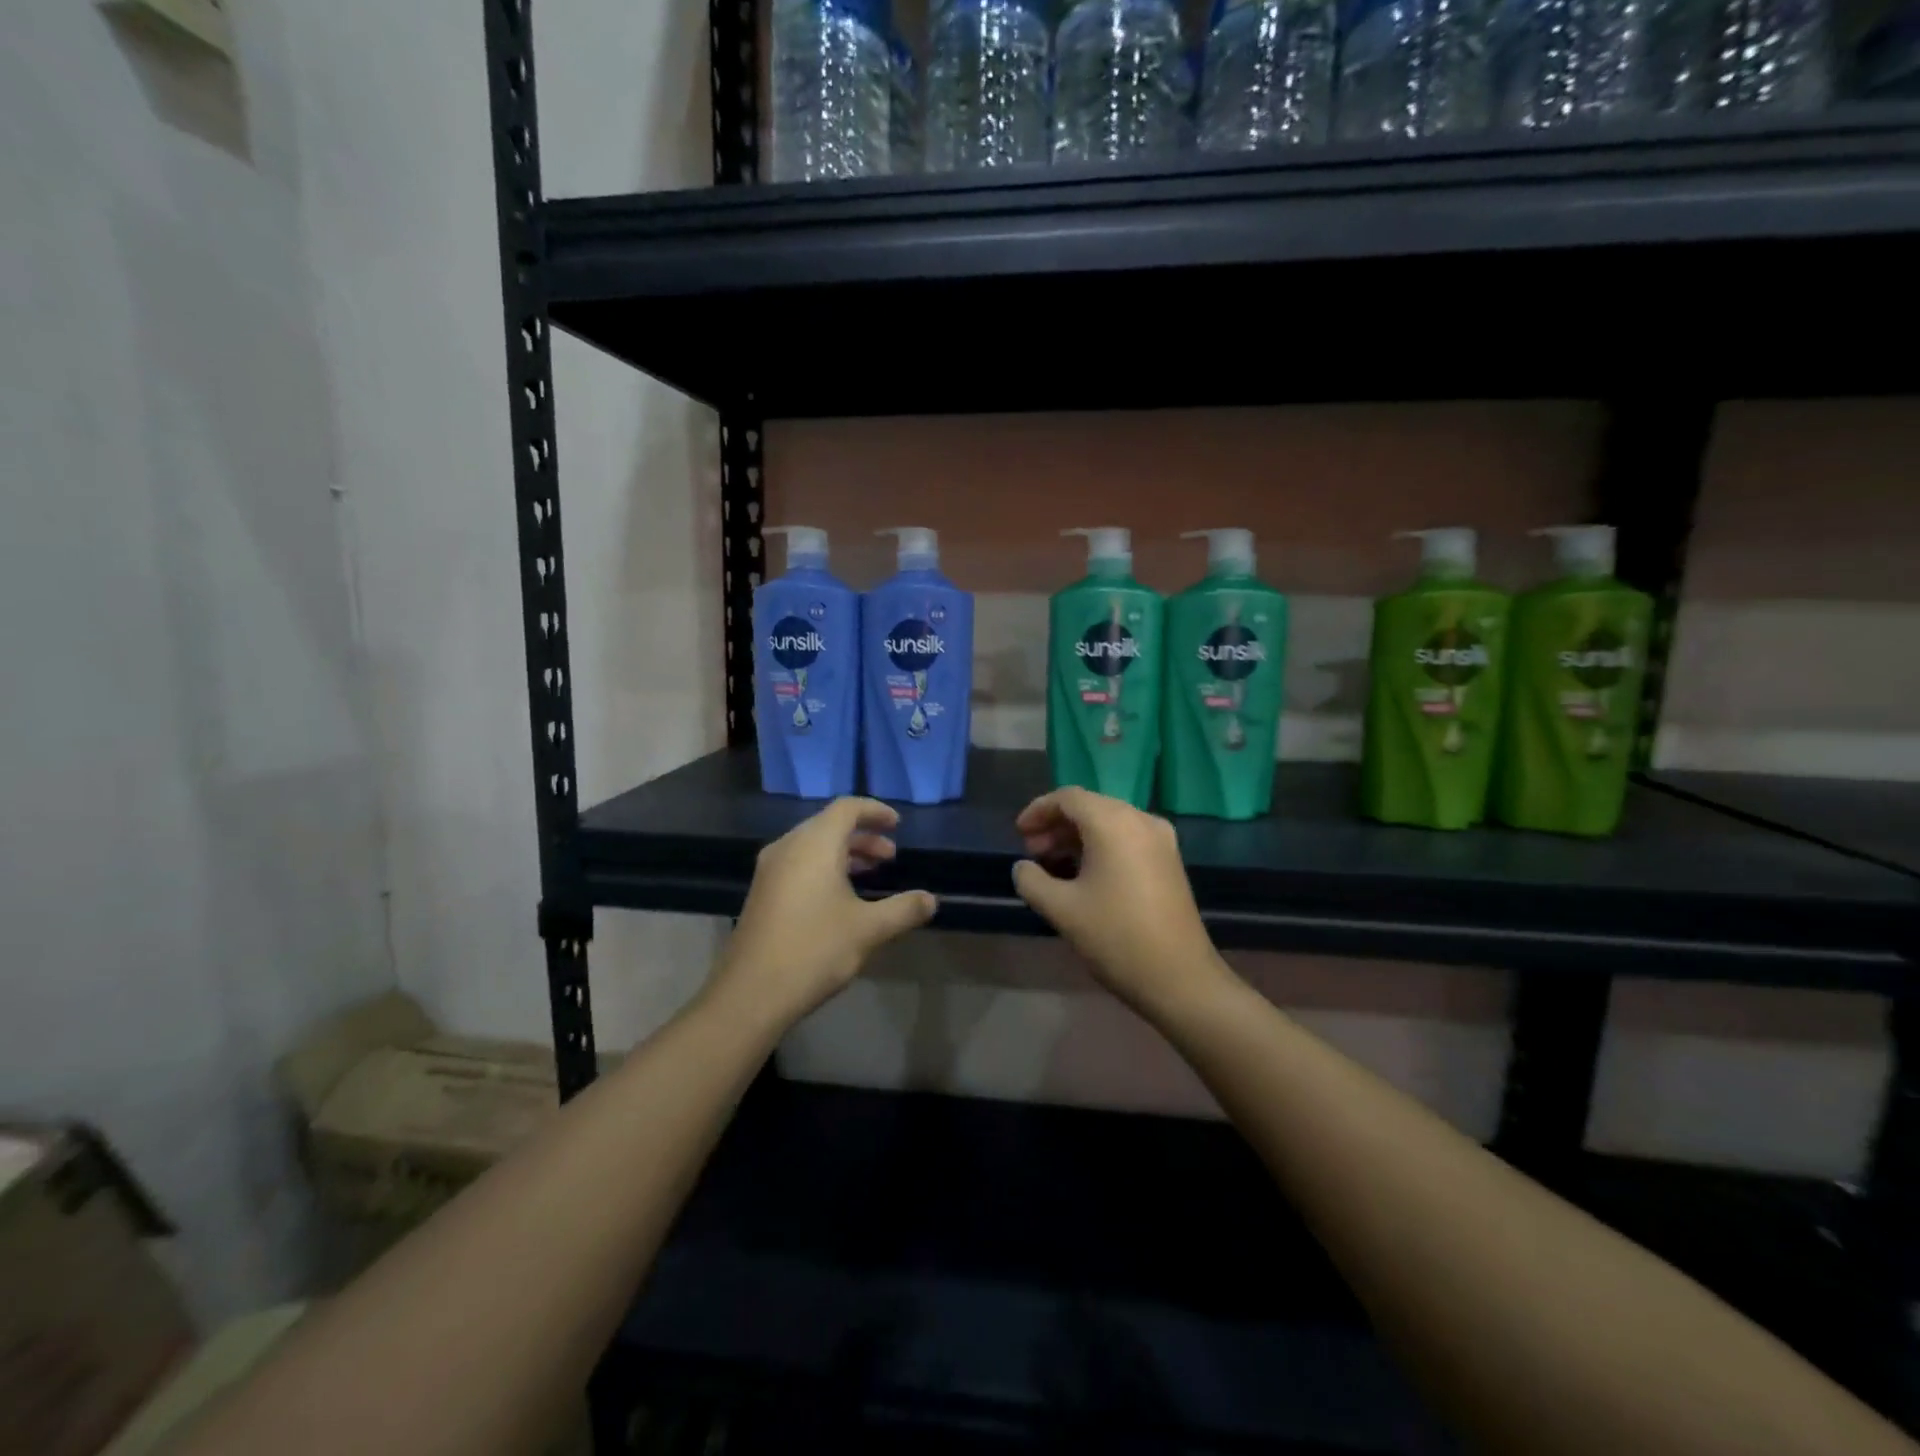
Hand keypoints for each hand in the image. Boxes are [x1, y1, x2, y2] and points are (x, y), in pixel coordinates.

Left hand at [714, 797, 937, 1029]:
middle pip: (829, 825)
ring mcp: (770, 870)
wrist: (751, 993)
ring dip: (844, 854)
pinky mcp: (762, 893)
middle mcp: (788, 847)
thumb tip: (931, 900)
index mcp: (814, 844)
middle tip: (890, 857)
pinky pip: (799, 864)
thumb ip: (903, 909)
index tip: (898, 825)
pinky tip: (840, 898)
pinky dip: (825, 867)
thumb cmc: (814, 950)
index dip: (875, 811)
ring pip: (812, 846)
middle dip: (863, 836)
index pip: (847, 808)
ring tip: (871, 874)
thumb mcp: (868, 930)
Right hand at [1011, 788, 1227, 1014]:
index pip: (1068, 798)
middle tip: (1032, 852)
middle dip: (1057, 825)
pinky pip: (1127, 838)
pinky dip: (1101, 846)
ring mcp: (1160, 840)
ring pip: (1109, 822)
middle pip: (1090, 806)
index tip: (1018, 834)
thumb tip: (1023, 867)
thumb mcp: (1061, 909)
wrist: (1179, 978)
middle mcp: (1140, 820)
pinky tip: (1084, 874)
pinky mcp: (1169, 861)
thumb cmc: (1116, 937)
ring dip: (1077, 837)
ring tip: (1053, 865)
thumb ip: (1032, 880)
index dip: (1039, 810)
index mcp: (1113, 823)